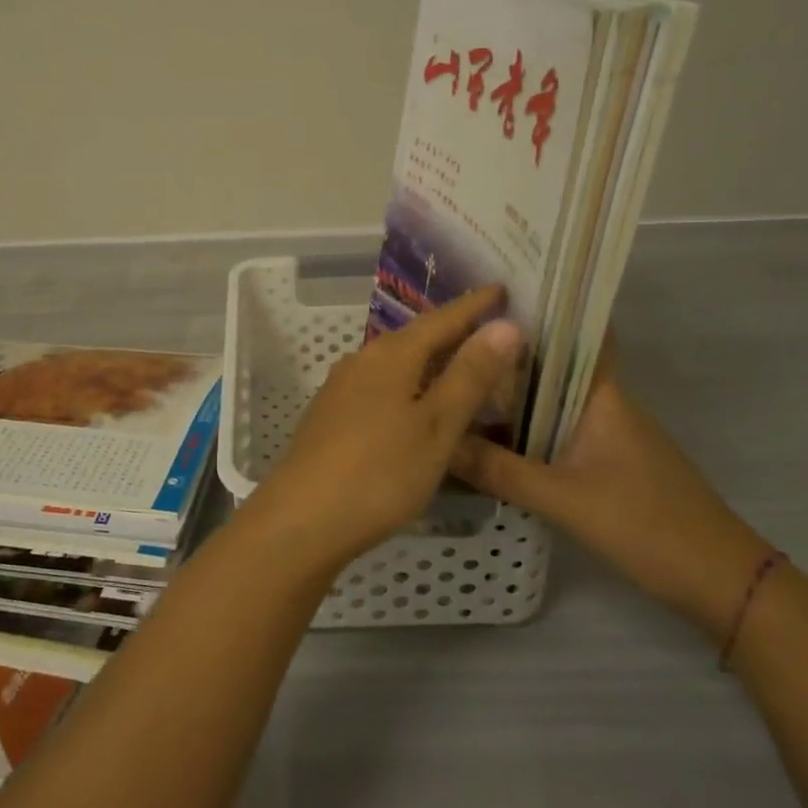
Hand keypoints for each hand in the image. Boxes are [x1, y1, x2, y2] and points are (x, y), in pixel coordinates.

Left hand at [243, 286, 523, 576]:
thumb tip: (504, 325)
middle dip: (454, 331)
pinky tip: (420, 406)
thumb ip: (469, 375)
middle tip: (493, 328)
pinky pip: (382, 388)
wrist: (303, 518)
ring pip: (397, 365)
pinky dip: (411, 387)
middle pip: (416, 338)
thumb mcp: (436, 425)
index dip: (474, 306)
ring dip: (431, 362)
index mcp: (390, 355)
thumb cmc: (380, 471)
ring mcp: (342, 390)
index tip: (502, 289)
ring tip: (464, 365)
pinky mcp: (332, 418)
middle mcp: (362, 362)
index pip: (441, 319)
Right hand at [451, 341, 769, 639]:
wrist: (720, 583)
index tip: (482, 298)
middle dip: (501, 357)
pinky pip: (550, 433)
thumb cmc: (648, 524)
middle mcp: (601, 404)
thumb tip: (436, 441)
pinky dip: (519, 432)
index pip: (568, 334)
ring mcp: (603, 434)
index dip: (531, 312)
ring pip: (545, 403)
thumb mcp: (564, 498)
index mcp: (600, 394)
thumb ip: (498, 470)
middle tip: (445, 345)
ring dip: (507, 398)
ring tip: (451, 386)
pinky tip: (482, 440)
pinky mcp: (601, 463)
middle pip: (545, 368)